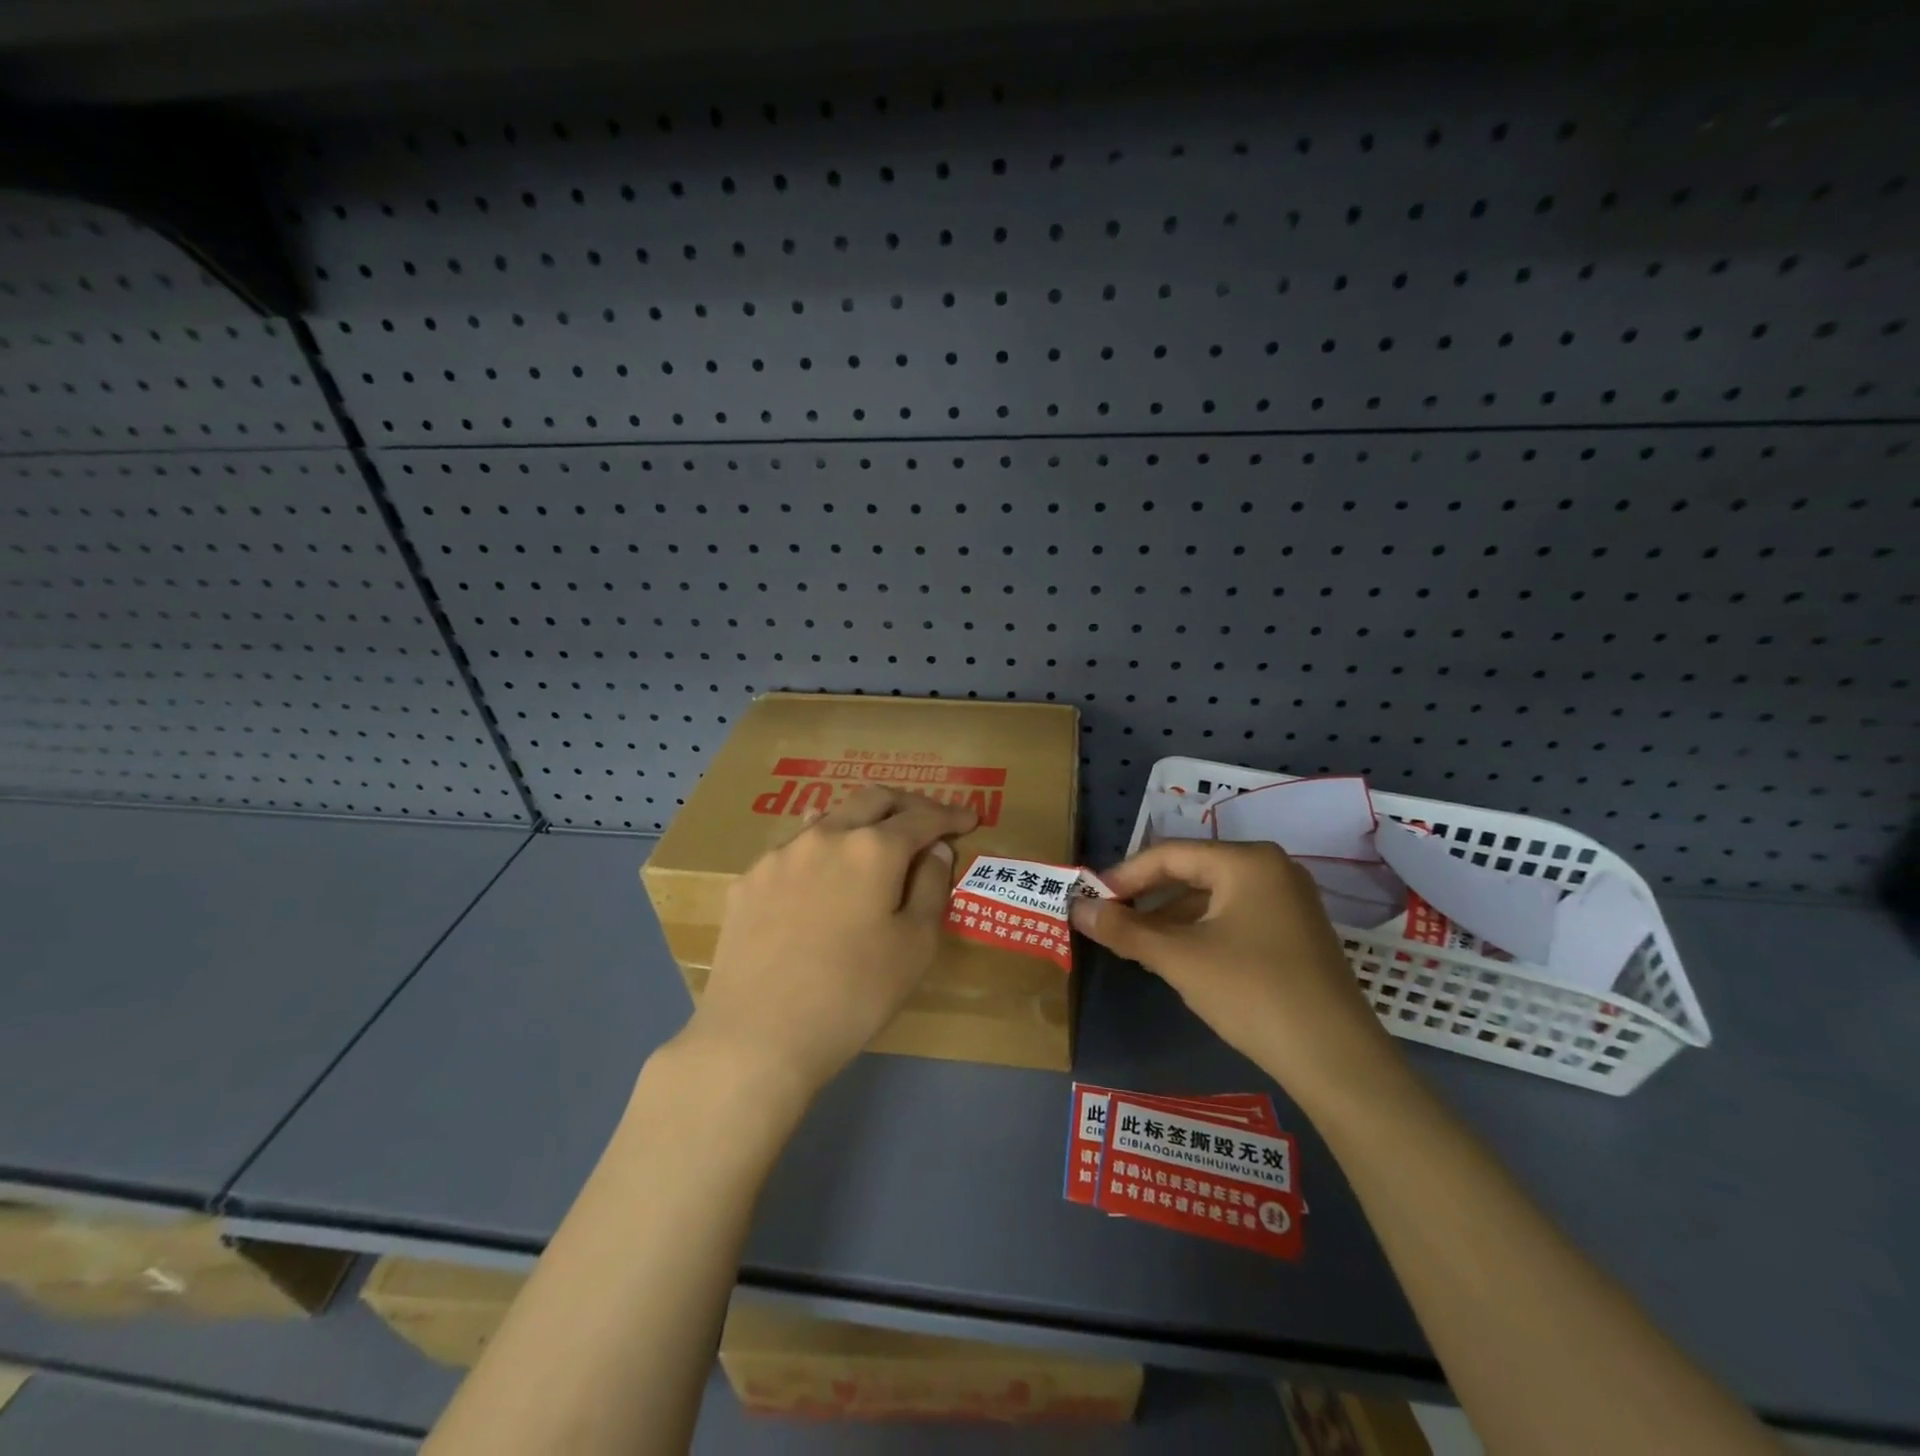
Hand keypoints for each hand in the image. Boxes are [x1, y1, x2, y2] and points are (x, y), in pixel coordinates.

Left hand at [686, 787, 976, 1099]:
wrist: (757, 1037)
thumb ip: (932, 888)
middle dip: (907, 804)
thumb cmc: (853, 995)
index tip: (970, 819)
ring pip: (829, 818)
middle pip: (873, 799)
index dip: (950, 815)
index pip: (922, 817)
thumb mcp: (915, 947)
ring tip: (874, 839)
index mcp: (873, 848)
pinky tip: (820, 874)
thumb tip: (936, 851)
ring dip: (860, 822)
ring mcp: (780, 854)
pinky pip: (793, 849)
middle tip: (928, 821)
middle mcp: (825, 835)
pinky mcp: (748, 880)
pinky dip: (821, 851)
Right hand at [1070, 841, 1394, 1099]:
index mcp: (1246, 861)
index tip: (1090, 900)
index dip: (1123, 876)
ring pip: (1212, 898)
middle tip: (1108, 921)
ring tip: (1135, 944)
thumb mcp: (1179, 958)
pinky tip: (1179, 958)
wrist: (1336, 1061)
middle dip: (1146, 898)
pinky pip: (1233, 917)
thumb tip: (1076, 908)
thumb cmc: (1251, 992)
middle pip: (1191, 872)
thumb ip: (1124, 929)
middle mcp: (1271, 869)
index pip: (1169, 855)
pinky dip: (1200, 932)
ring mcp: (1288, 901)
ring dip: (1170, 918)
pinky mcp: (1295, 933)